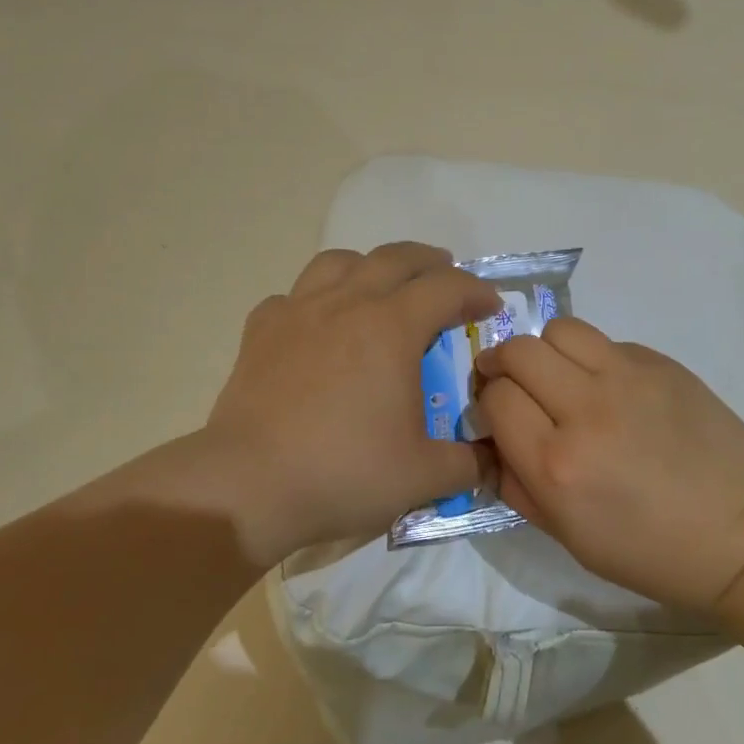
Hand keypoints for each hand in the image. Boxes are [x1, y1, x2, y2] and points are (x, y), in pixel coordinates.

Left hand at [190, 243, 499, 564]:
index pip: (447, 288)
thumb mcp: (423, 476)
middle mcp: (347, 304)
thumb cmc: (343, 472)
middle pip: (395, 258)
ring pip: (339, 262)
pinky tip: (318, 325)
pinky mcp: (261, 331)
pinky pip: (294, 295)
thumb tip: (494, 460)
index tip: (491, 307)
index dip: (476, 292)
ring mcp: (298, 312)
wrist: (249, 485)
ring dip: (371, 266)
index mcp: (392, 327)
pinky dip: (315, 299)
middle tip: (447, 278)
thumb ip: (470, 464)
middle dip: (430, 262)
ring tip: (382, 287)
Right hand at [476, 318, 743, 610]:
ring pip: (561, 330)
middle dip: (503, 364)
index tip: (498, 415)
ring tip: (560, 377)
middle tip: (513, 383)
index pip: (495, 398)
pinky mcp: (664, 365)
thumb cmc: (648, 552)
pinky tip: (614, 391)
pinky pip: (608, 343)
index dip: (487, 403)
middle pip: (519, 351)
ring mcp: (630, 379)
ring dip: (547, 351)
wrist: (739, 536)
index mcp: (558, 465)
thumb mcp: (566, 536)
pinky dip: (595, 360)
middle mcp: (588, 410)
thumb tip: (492, 439)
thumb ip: (517, 484)